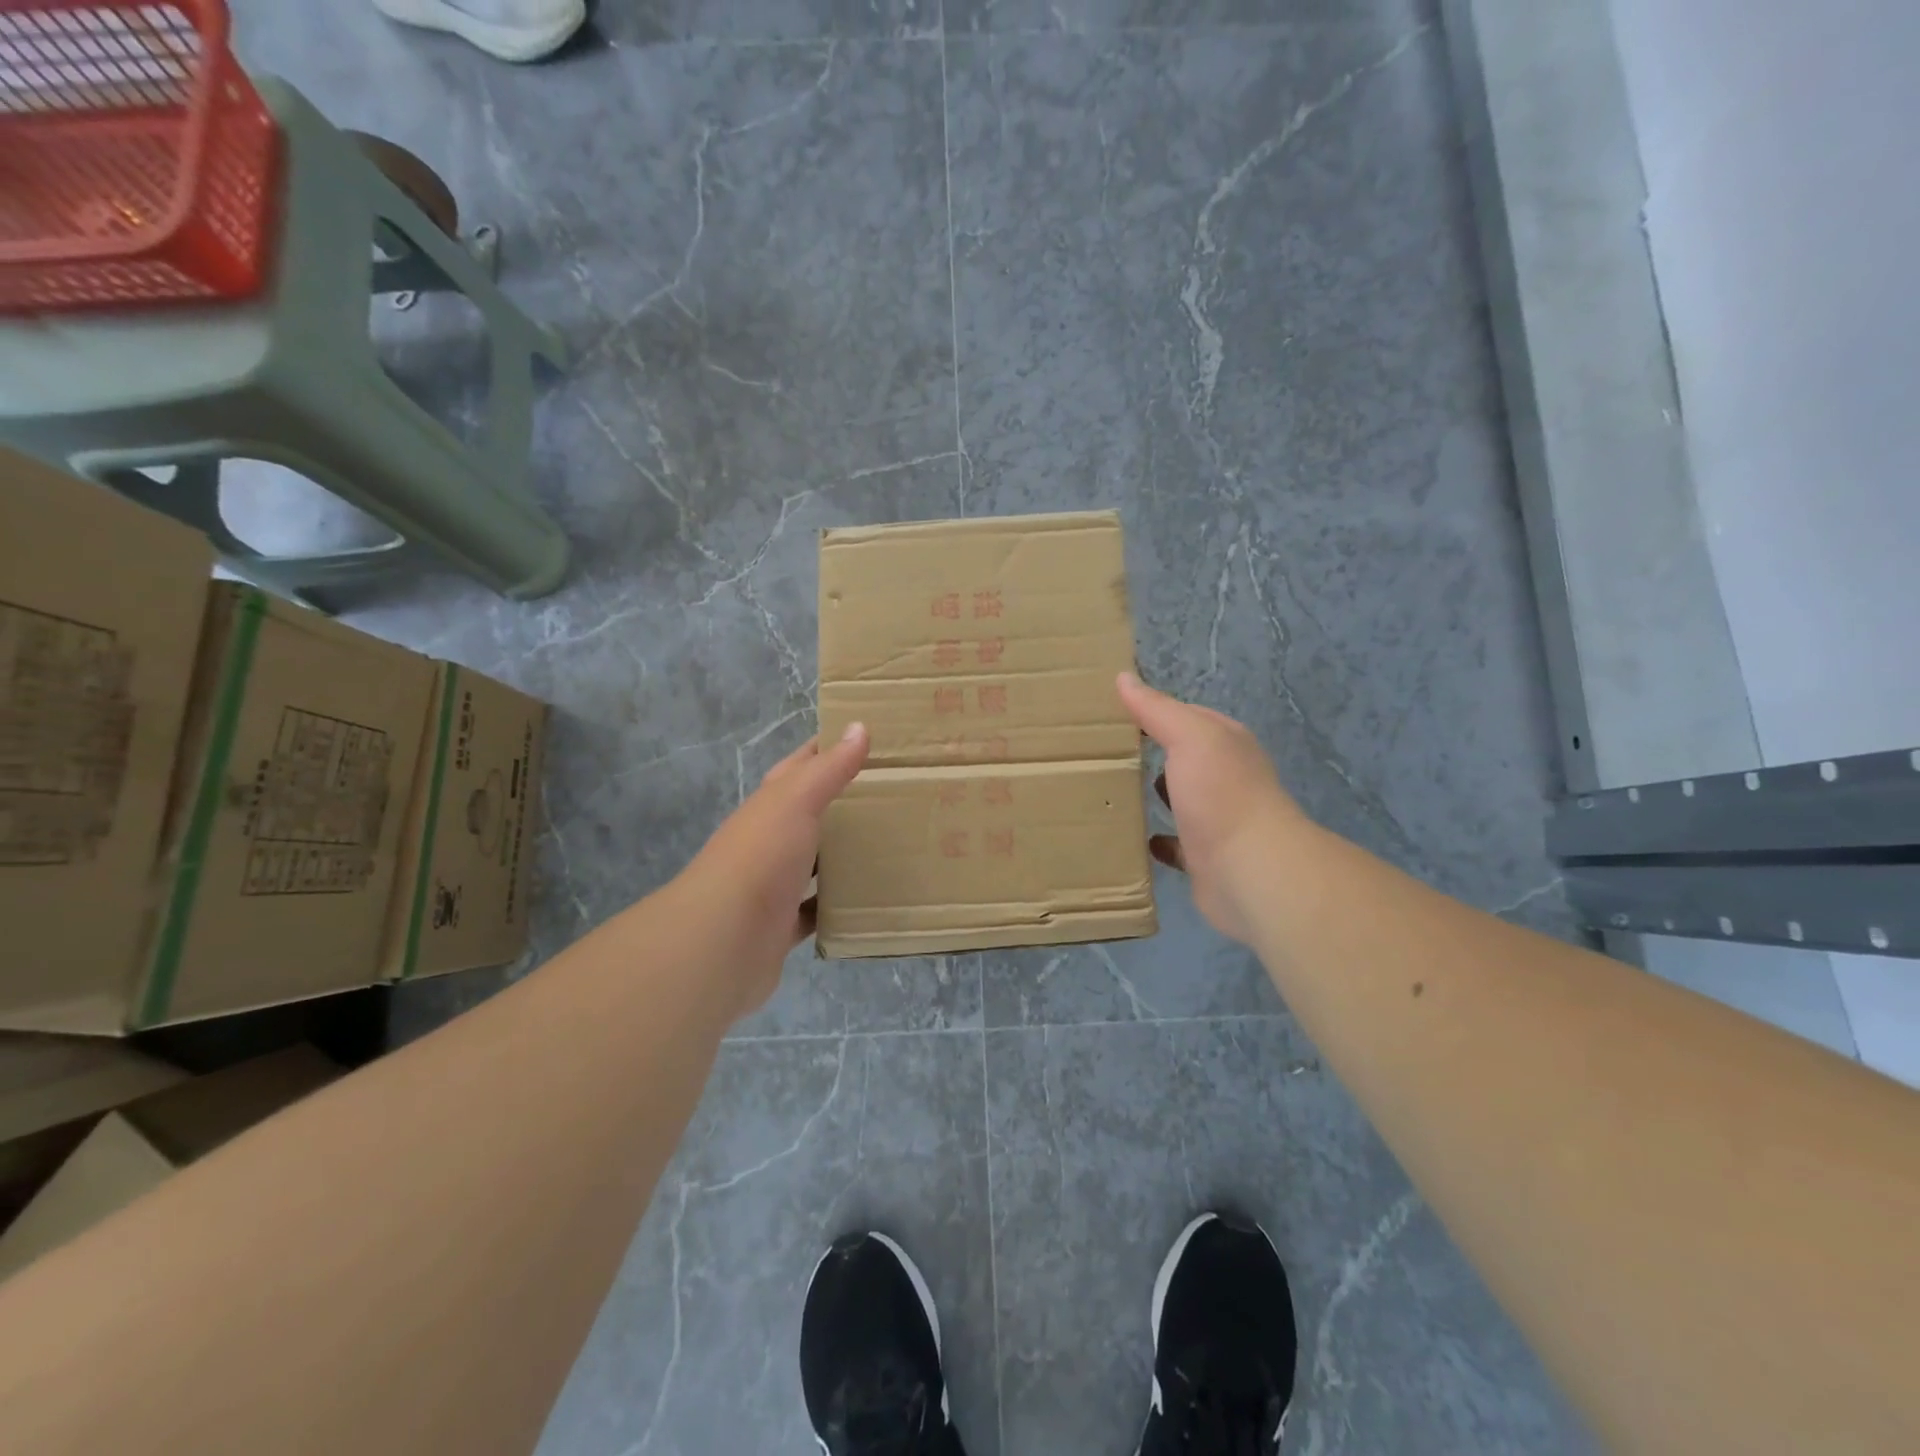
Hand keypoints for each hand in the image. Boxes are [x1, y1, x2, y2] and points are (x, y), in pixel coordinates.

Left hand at [674, 723, 868, 1019]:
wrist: (722, 940)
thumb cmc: (761, 857)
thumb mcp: (796, 801)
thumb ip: (828, 769)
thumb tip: (857, 726)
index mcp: (770, 805)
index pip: (800, 766)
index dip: (828, 750)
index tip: (867, 740)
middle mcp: (769, 840)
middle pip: (809, 814)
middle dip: (844, 803)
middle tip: (893, 796)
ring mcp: (773, 884)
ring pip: (813, 862)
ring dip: (841, 854)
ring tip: (889, 845)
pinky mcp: (782, 924)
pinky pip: (816, 910)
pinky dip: (837, 905)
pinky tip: (867, 900)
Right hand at [1116, 673, 1301, 943]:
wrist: (1251, 871)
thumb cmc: (1221, 794)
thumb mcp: (1190, 737)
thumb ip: (1157, 709)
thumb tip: (1124, 677)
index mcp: (1226, 744)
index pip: (1189, 716)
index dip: (1155, 711)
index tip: (1111, 712)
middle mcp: (1226, 778)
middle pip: (1184, 759)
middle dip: (1153, 754)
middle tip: (1103, 751)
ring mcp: (1217, 820)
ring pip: (1180, 801)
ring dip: (1155, 796)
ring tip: (1111, 790)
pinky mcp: (1205, 858)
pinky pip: (1175, 845)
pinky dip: (1158, 841)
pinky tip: (1134, 837)